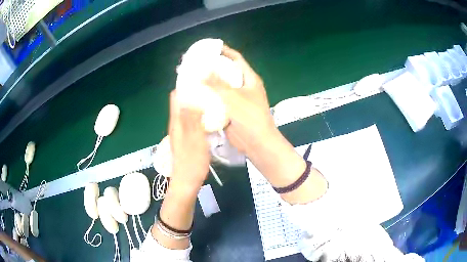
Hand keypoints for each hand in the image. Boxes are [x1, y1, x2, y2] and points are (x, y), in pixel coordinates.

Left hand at [168, 90, 209, 189]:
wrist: (187, 182)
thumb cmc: (191, 161)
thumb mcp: (194, 138)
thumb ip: (192, 117)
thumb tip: (190, 95)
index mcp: (177, 121)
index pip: (176, 96)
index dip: (185, 85)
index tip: (199, 78)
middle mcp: (177, 123)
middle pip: (183, 102)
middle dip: (194, 92)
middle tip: (211, 87)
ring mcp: (182, 131)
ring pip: (189, 111)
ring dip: (198, 103)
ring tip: (213, 97)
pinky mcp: (188, 138)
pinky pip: (193, 120)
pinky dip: (201, 114)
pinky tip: (212, 115)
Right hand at [205, 45, 275, 155]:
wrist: (256, 142)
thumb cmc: (250, 117)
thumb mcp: (234, 97)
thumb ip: (217, 83)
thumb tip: (202, 70)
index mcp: (249, 79)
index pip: (237, 59)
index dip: (225, 51)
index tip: (210, 48)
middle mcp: (243, 87)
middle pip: (226, 73)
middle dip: (212, 68)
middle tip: (196, 65)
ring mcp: (237, 99)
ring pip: (221, 88)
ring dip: (208, 84)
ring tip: (192, 78)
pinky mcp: (230, 110)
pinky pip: (218, 101)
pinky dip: (208, 98)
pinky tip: (196, 96)